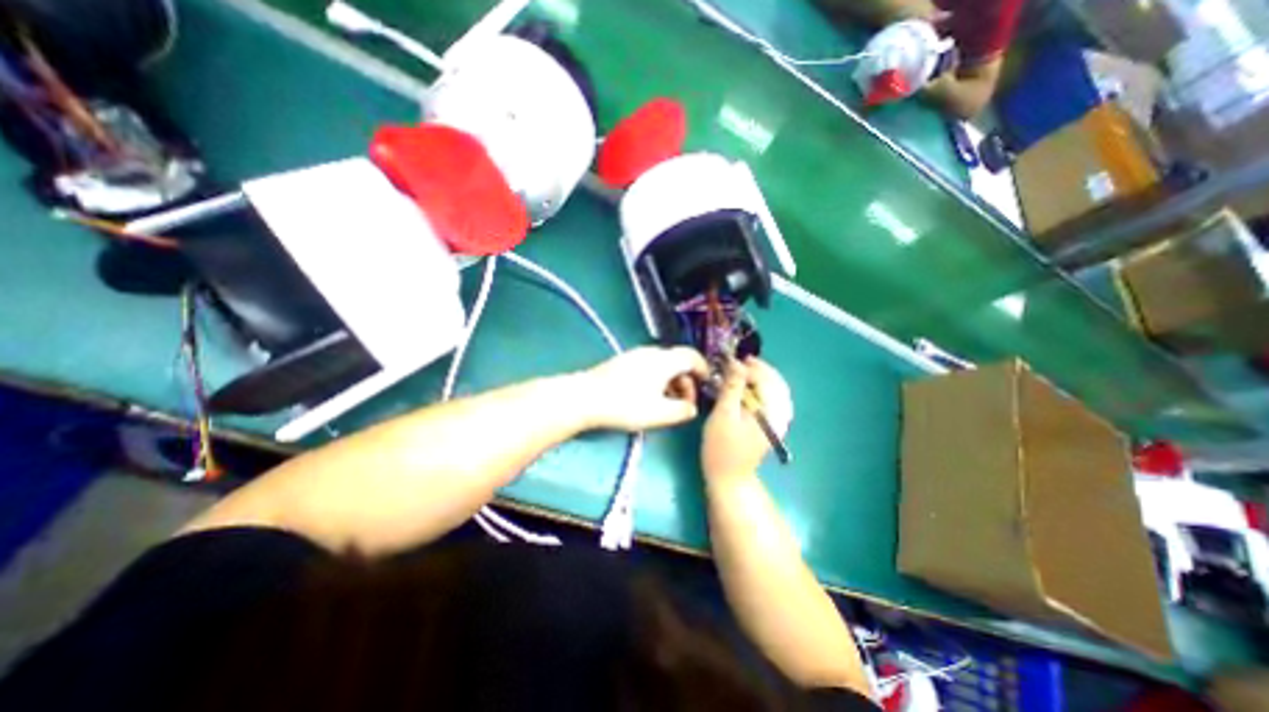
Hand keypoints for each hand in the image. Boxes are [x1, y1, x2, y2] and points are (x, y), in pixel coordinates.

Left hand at [578, 348, 708, 431]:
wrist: (585, 397)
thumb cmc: (626, 405)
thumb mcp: (659, 414)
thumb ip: (681, 411)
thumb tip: (691, 408)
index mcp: (665, 360)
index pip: (692, 357)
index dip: (703, 369)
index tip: (706, 384)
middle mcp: (651, 352)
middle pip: (677, 361)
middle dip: (686, 381)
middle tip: (684, 403)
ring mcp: (635, 355)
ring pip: (662, 365)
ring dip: (671, 382)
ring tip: (667, 403)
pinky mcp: (623, 362)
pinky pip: (649, 366)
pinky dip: (657, 379)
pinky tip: (649, 397)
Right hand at [705, 360, 788, 481]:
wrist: (729, 478)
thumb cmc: (722, 447)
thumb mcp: (723, 414)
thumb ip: (732, 388)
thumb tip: (736, 363)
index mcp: (771, 412)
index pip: (766, 380)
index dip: (749, 367)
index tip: (732, 360)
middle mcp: (781, 415)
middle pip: (777, 383)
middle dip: (760, 369)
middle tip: (740, 361)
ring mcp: (779, 421)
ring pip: (777, 391)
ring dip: (763, 377)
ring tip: (744, 370)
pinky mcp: (773, 425)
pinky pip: (774, 400)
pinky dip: (764, 389)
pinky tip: (751, 387)